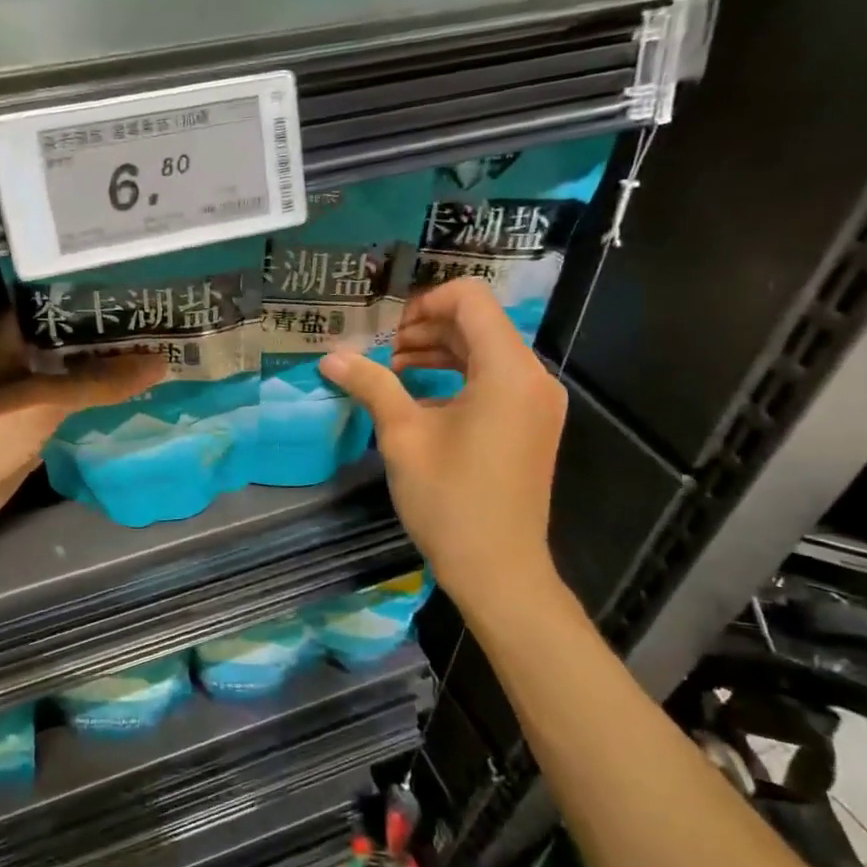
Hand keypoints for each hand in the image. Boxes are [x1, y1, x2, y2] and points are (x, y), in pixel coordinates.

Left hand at [0, 312, 162, 554]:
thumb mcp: (41, 399)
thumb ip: (99, 381)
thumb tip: (159, 362)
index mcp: (10, 333)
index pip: (64, 304)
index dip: (105, 299)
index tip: (151, 297)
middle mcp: (19, 359)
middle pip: (75, 345)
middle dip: (117, 342)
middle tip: (173, 334)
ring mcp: (24, 399)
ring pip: (76, 382)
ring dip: (111, 379)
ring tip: (169, 366)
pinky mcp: (30, 434)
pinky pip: (72, 416)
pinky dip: (99, 413)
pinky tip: (139, 408)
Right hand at [317, 279, 566, 594]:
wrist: (498, 568)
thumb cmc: (449, 500)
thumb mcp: (403, 437)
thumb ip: (372, 385)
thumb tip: (330, 358)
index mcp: (507, 370)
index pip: (471, 298)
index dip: (424, 302)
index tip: (386, 332)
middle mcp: (532, 376)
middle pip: (478, 323)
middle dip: (426, 328)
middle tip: (381, 352)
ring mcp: (537, 402)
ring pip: (486, 352)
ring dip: (439, 352)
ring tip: (393, 372)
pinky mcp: (532, 424)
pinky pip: (495, 381)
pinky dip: (458, 378)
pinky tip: (420, 399)